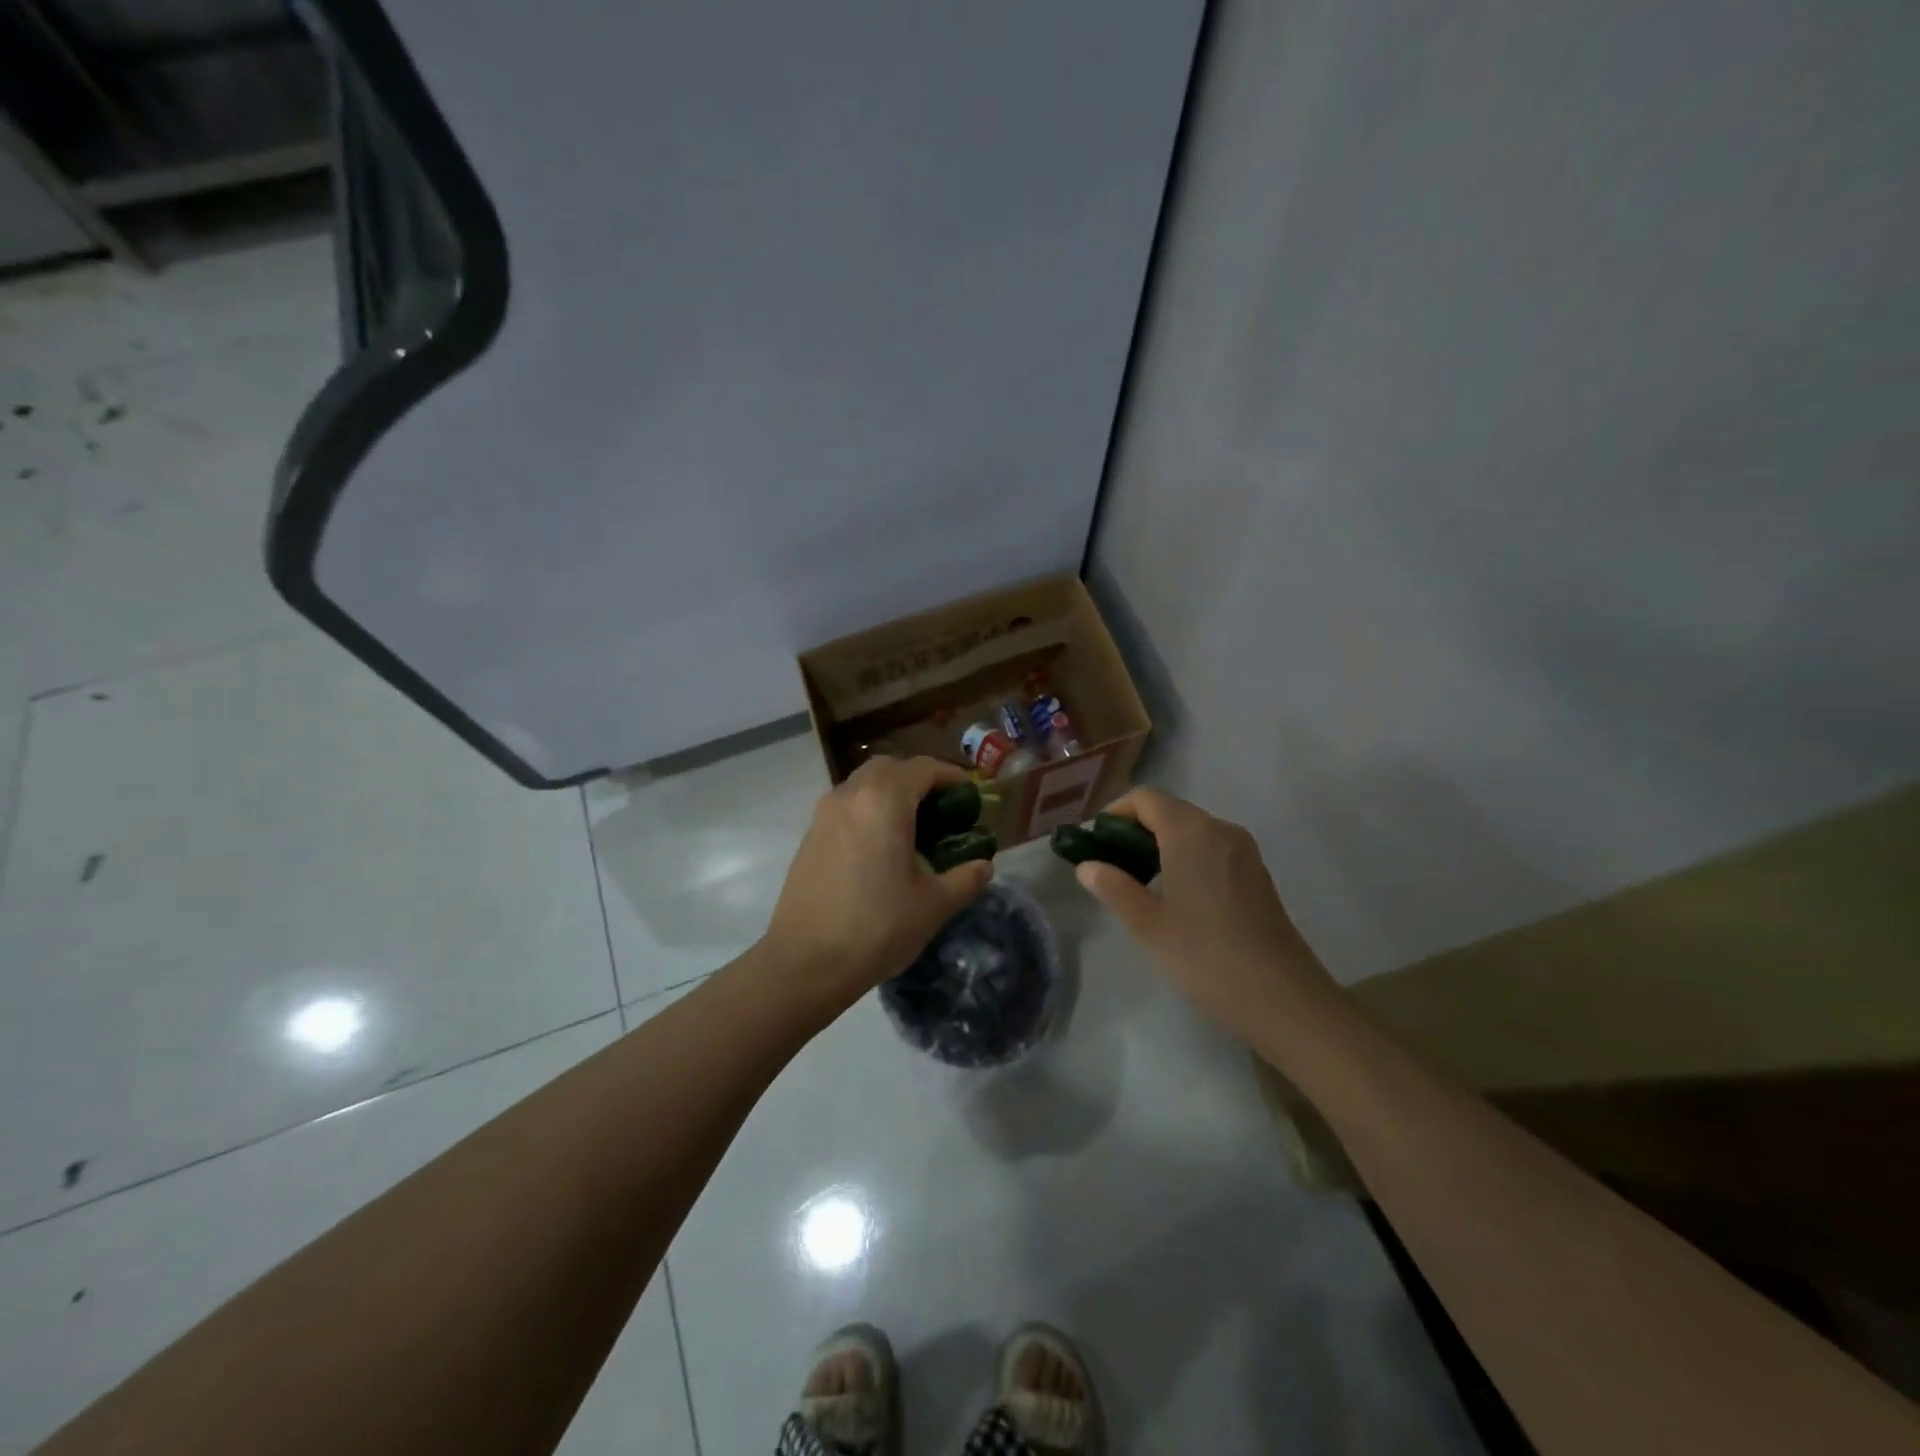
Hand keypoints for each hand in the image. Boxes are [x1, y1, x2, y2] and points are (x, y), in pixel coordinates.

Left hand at [764, 756, 994, 1009]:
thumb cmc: (877, 928)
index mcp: (884, 801)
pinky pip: (846, 807)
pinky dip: (868, 811)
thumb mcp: (933, 905)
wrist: (805, 962)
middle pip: (889, 768)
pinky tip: (880, 848)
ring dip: (889, 793)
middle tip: (940, 808)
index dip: (950, 776)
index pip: (922, 768)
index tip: (969, 795)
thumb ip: (965, 879)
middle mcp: (850, 796)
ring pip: (862, 784)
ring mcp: (824, 814)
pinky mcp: (809, 836)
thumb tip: (984, 866)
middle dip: (917, 779)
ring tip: (912, 827)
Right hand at [1074, 787, 1334, 1040]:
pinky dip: (1186, 857)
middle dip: (1135, 830)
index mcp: (1190, 832)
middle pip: (1169, 810)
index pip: (1145, 798)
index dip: (1115, 814)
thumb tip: (1088, 866)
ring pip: (1192, 830)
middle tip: (1112, 867)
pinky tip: (1176, 895)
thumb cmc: (1204, 955)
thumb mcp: (1147, 924)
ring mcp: (1243, 850)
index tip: (1096, 845)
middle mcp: (1220, 829)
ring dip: (1161, 845)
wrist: (1282, 996)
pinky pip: (1212, 848)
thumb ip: (1113, 887)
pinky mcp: (1256, 873)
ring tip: (1138, 883)